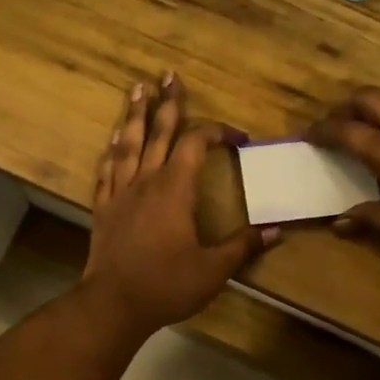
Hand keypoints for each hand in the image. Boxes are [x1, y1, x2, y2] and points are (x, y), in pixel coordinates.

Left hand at [85, 74, 275, 334]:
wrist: (113, 304)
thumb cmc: (166, 285)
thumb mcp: (213, 269)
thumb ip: (243, 246)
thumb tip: (276, 231)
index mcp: (175, 189)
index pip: (197, 144)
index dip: (217, 132)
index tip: (238, 138)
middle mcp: (146, 181)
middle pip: (158, 132)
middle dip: (167, 103)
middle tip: (168, 75)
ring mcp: (120, 193)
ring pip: (127, 144)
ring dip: (134, 115)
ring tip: (137, 90)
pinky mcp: (103, 209)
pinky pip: (107, 171)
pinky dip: (111, 152)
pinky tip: (112, 141)